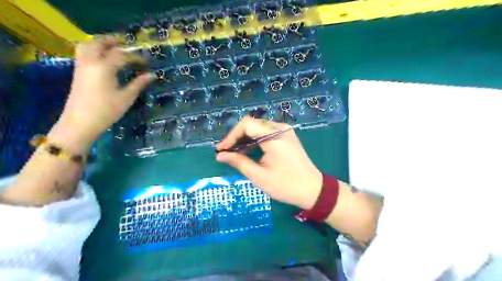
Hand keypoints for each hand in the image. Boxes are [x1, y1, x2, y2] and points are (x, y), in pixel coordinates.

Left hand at [52, 38, 152, 151]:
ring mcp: (81, 66)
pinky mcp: (78, 73)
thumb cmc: (107, 110)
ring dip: (100, 44)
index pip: (122, 55)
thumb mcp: (126, 97)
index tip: (146, 61)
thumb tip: (151, 75)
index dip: (135, 56)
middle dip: (113, 41)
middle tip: (126, 44)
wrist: (81, 122)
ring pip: (87, 46)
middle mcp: (90, 62)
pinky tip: (103, 59)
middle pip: (99, 43)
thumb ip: (138, 84)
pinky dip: (94, 50)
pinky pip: (84, 54)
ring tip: (113, 48)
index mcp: (104, 67)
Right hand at [216, 116, 321, 210]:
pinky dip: (255, 140)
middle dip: (237, 137)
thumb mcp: (258, 175)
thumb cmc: (285, 185)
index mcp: (274, 136)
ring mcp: (285, 131)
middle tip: (226, 152)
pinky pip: (266, 133)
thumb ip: (238, 162)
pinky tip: (248, 151)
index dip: (231, 135)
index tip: (221, 149)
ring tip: (234, 153)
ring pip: (258, 128)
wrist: (313, 190)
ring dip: (245, 138)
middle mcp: (280, 128)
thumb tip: (220, 155)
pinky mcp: (287, 136)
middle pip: (252, 124)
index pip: (246, 124)